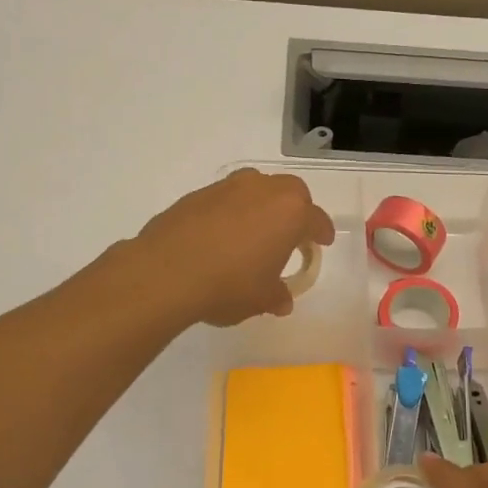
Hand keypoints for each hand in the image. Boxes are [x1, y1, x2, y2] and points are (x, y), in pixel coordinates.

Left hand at [136, 169, 335, 327]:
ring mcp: (227, 188)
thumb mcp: (261, 299)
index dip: (321, 232)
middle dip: (296, 210)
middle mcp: (262, 190)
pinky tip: (221, 236)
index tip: (322, 242)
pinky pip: (226, 198)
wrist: (165, 273)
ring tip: (255, 232)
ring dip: (262, 205)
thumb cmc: (228, 286)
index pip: (316, 219)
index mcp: (290, 213)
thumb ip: (276, 296)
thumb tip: (282, 299)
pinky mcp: (197, 194)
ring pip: (256, 188)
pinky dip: (231, 212)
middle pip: (291, 192)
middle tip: (291, 235)